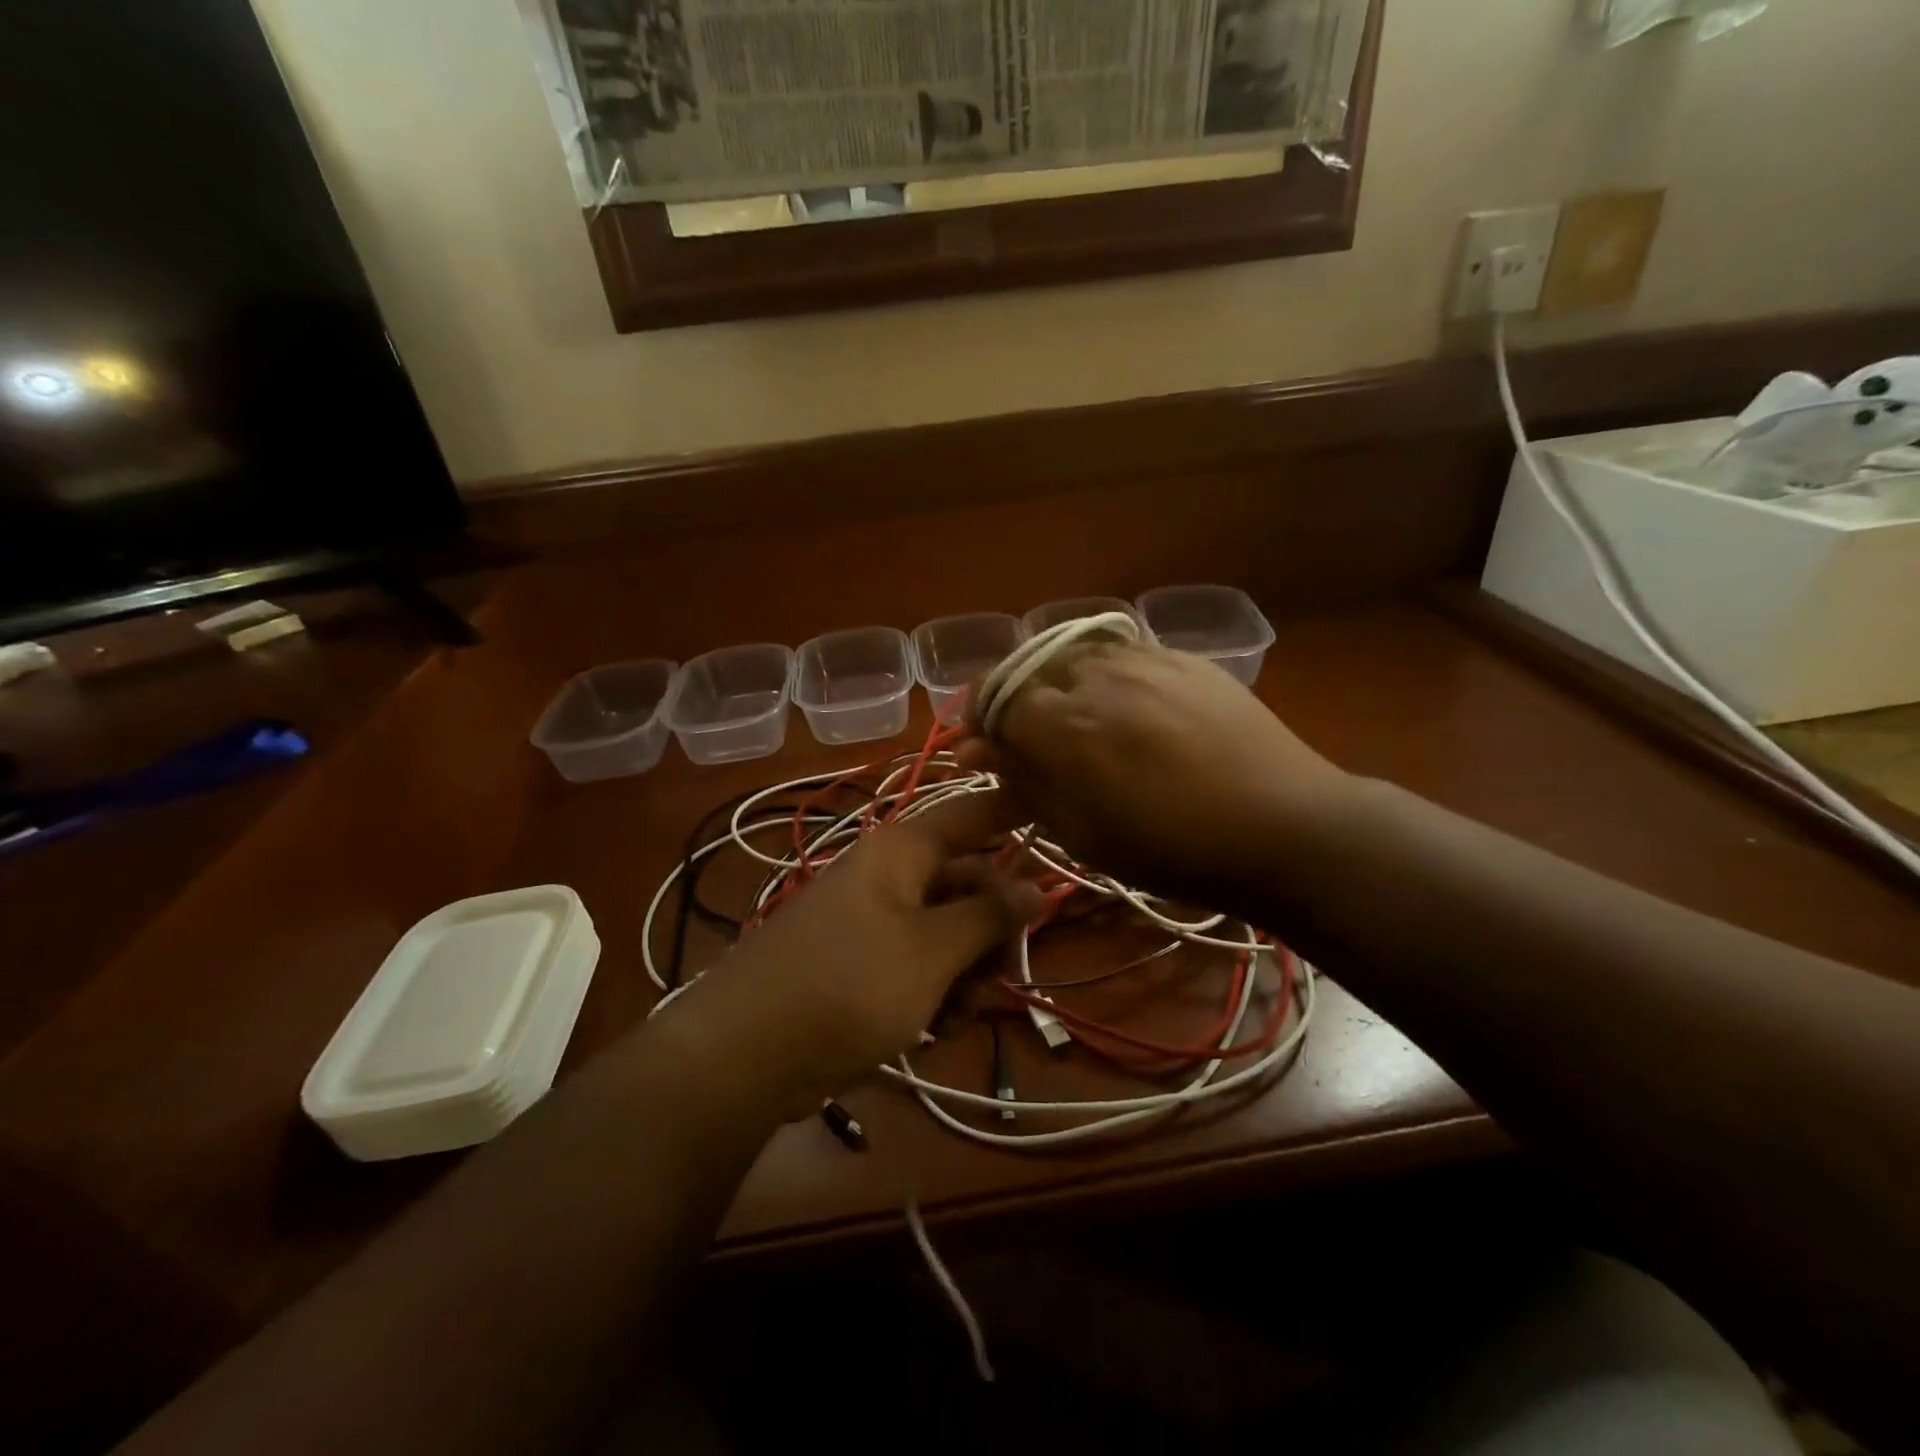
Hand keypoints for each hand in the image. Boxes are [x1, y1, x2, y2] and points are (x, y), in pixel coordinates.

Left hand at [677, 788, 1038, 1107]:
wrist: (743, 1055)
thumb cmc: (849, 986)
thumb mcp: (931, 951)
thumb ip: (989, 915)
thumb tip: (1038, 887)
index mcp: (902, 851)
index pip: (972, 814)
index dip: (1015, 811)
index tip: (1059, 815)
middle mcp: (888, 876)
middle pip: (965, 883)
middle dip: (991, 931)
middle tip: (1002, 974)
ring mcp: (870, 921)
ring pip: (945, 931)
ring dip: (965, 972)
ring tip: (957, 1016)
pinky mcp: (857, 963)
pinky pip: (915, 963)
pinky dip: (933, 992)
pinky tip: (933, 1030)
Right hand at [961, 641, 1355, 908]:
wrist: (1281, 825)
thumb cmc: (1170, 846)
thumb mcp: (1080, 831)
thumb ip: (1024, 781)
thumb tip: (975, 751)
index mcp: (1059, 722)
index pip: (993, 697)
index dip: (979, 720)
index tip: (983, 748)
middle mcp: (1092, 673)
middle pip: (1030, 669)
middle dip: (1017, 701)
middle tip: (1032, 743)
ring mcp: (1143, 658)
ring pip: (1075, 653)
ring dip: (1060, 683)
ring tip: (1079, 722)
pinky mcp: (1184, 657)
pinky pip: (1124, 653)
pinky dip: (1106, 675)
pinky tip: (1129, 707)